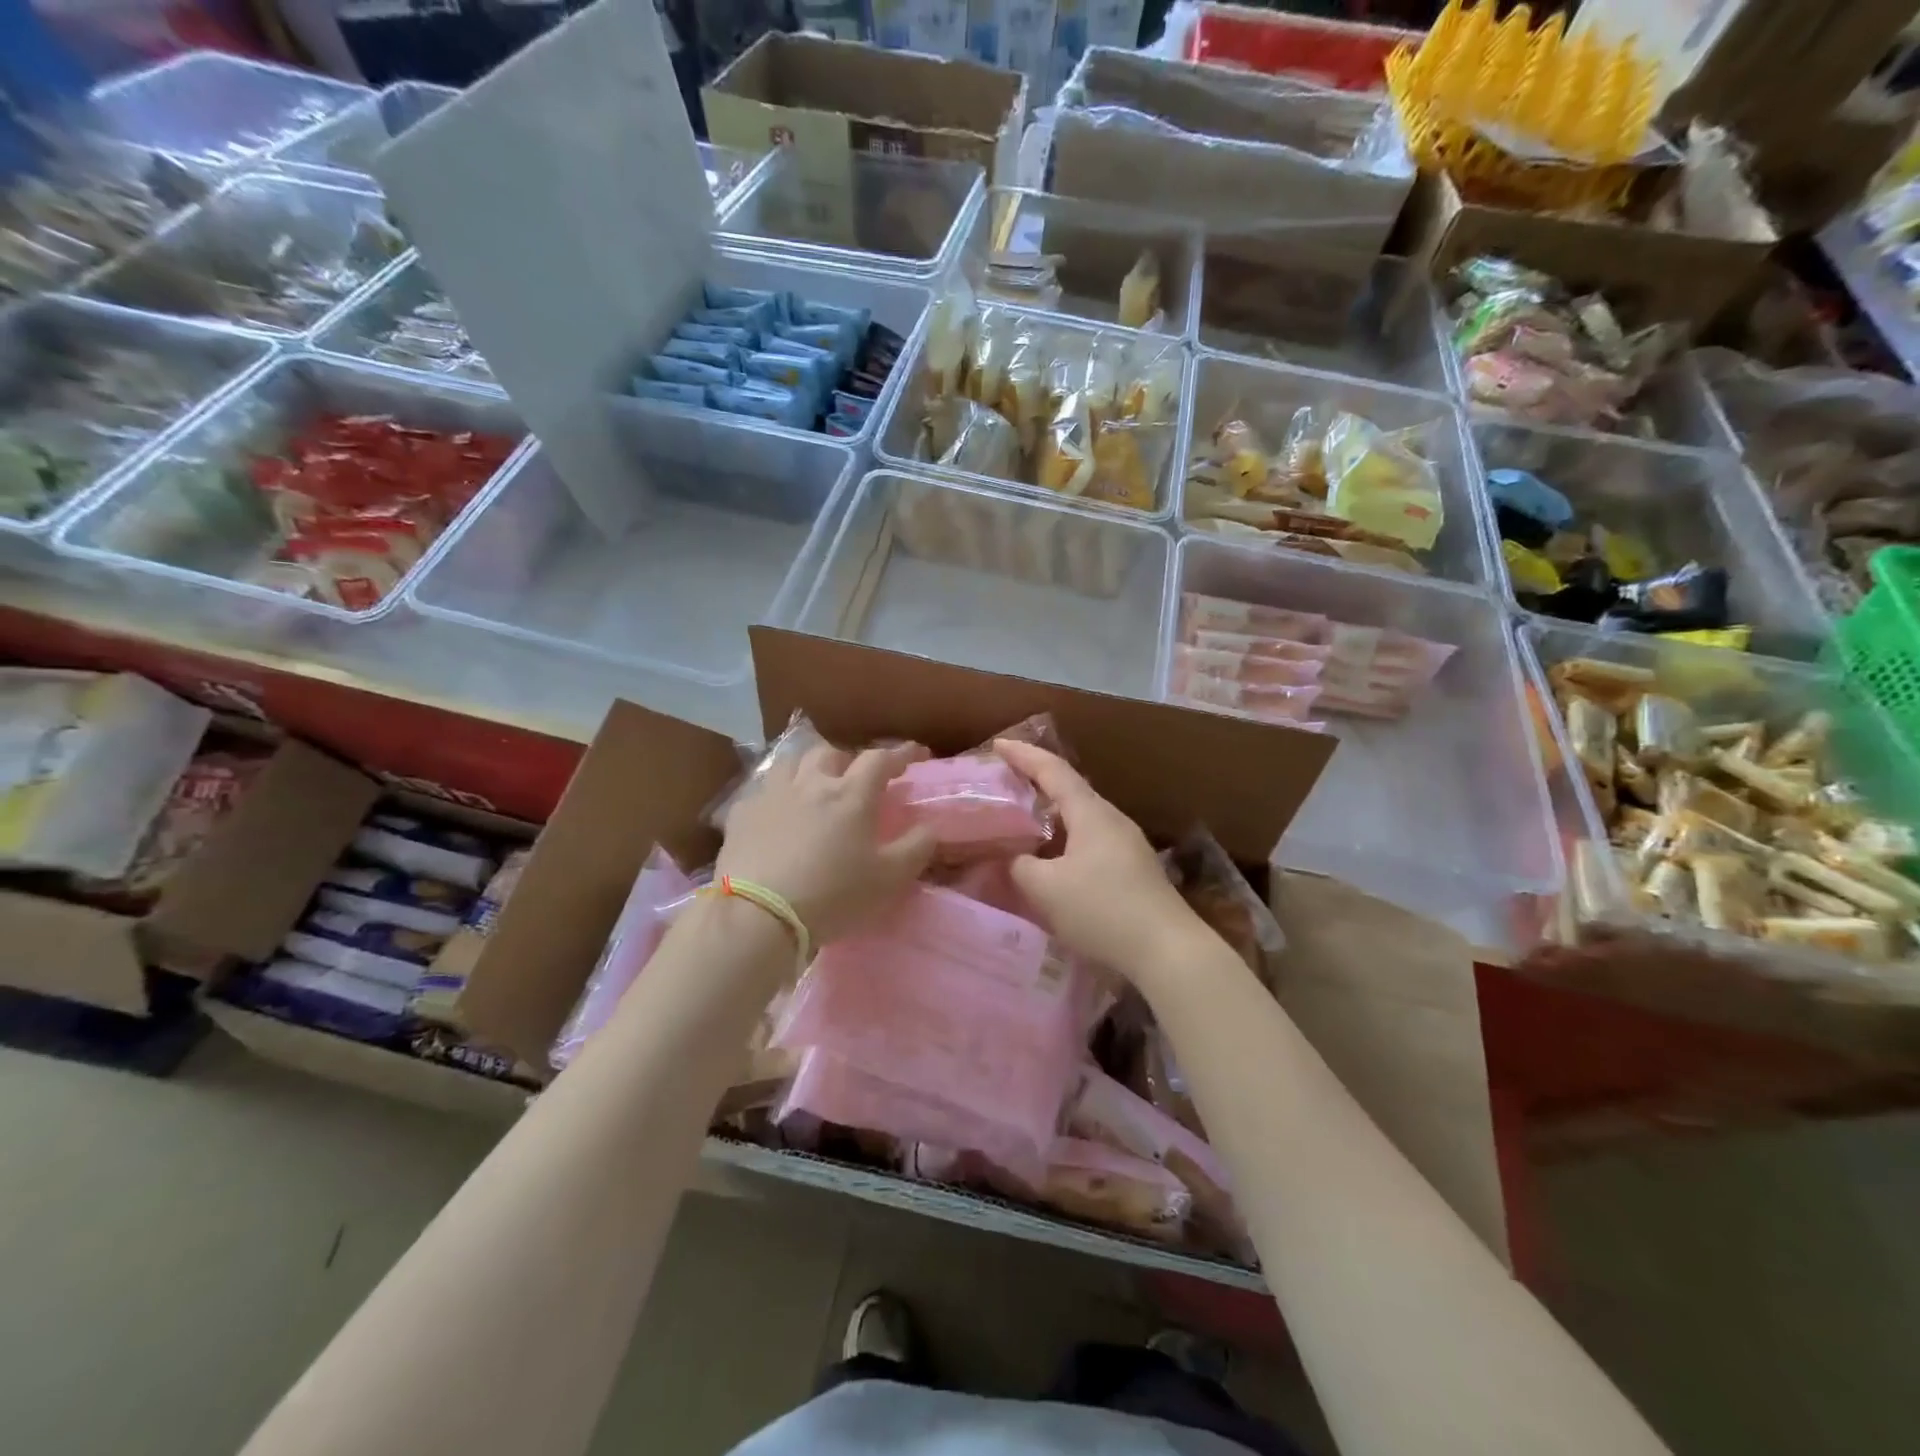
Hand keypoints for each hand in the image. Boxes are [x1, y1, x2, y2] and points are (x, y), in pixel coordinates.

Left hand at [717, 741, 935, 945]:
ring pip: (792, 762)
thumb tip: (930, 826)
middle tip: (856, 778)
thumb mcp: (889, 878)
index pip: (881, 759)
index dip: (901, 753)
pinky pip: (762, 790)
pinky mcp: (742, 813)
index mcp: (851, 794)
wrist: (757, 913)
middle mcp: (812, 783)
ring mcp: (772, 794)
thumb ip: (916, 848)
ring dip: (809, 767)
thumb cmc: (832, 894)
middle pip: (832, 752)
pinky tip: (776, 811)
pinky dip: (777, 793)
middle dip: (849, 759)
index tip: (917, 754)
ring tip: (814, 784)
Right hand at [997, 739, 1200, 980]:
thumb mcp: (1046, 889)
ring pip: (1081, 818)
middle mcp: (1111, 819)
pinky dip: (1065, 839)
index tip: (997, 745)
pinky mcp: (1134, 869)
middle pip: (1070, 790)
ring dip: (1051, 815)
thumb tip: (1014, 859)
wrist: (1168, 951)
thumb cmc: (1103, 910)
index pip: (1052, 770)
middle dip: (1037, 782)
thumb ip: (1020, 867)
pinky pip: (1091, 840)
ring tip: (1024, 822)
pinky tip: (1054, 861)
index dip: (1023, 755)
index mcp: (1091, 813)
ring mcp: (1127, 844)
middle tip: (1006, 784)